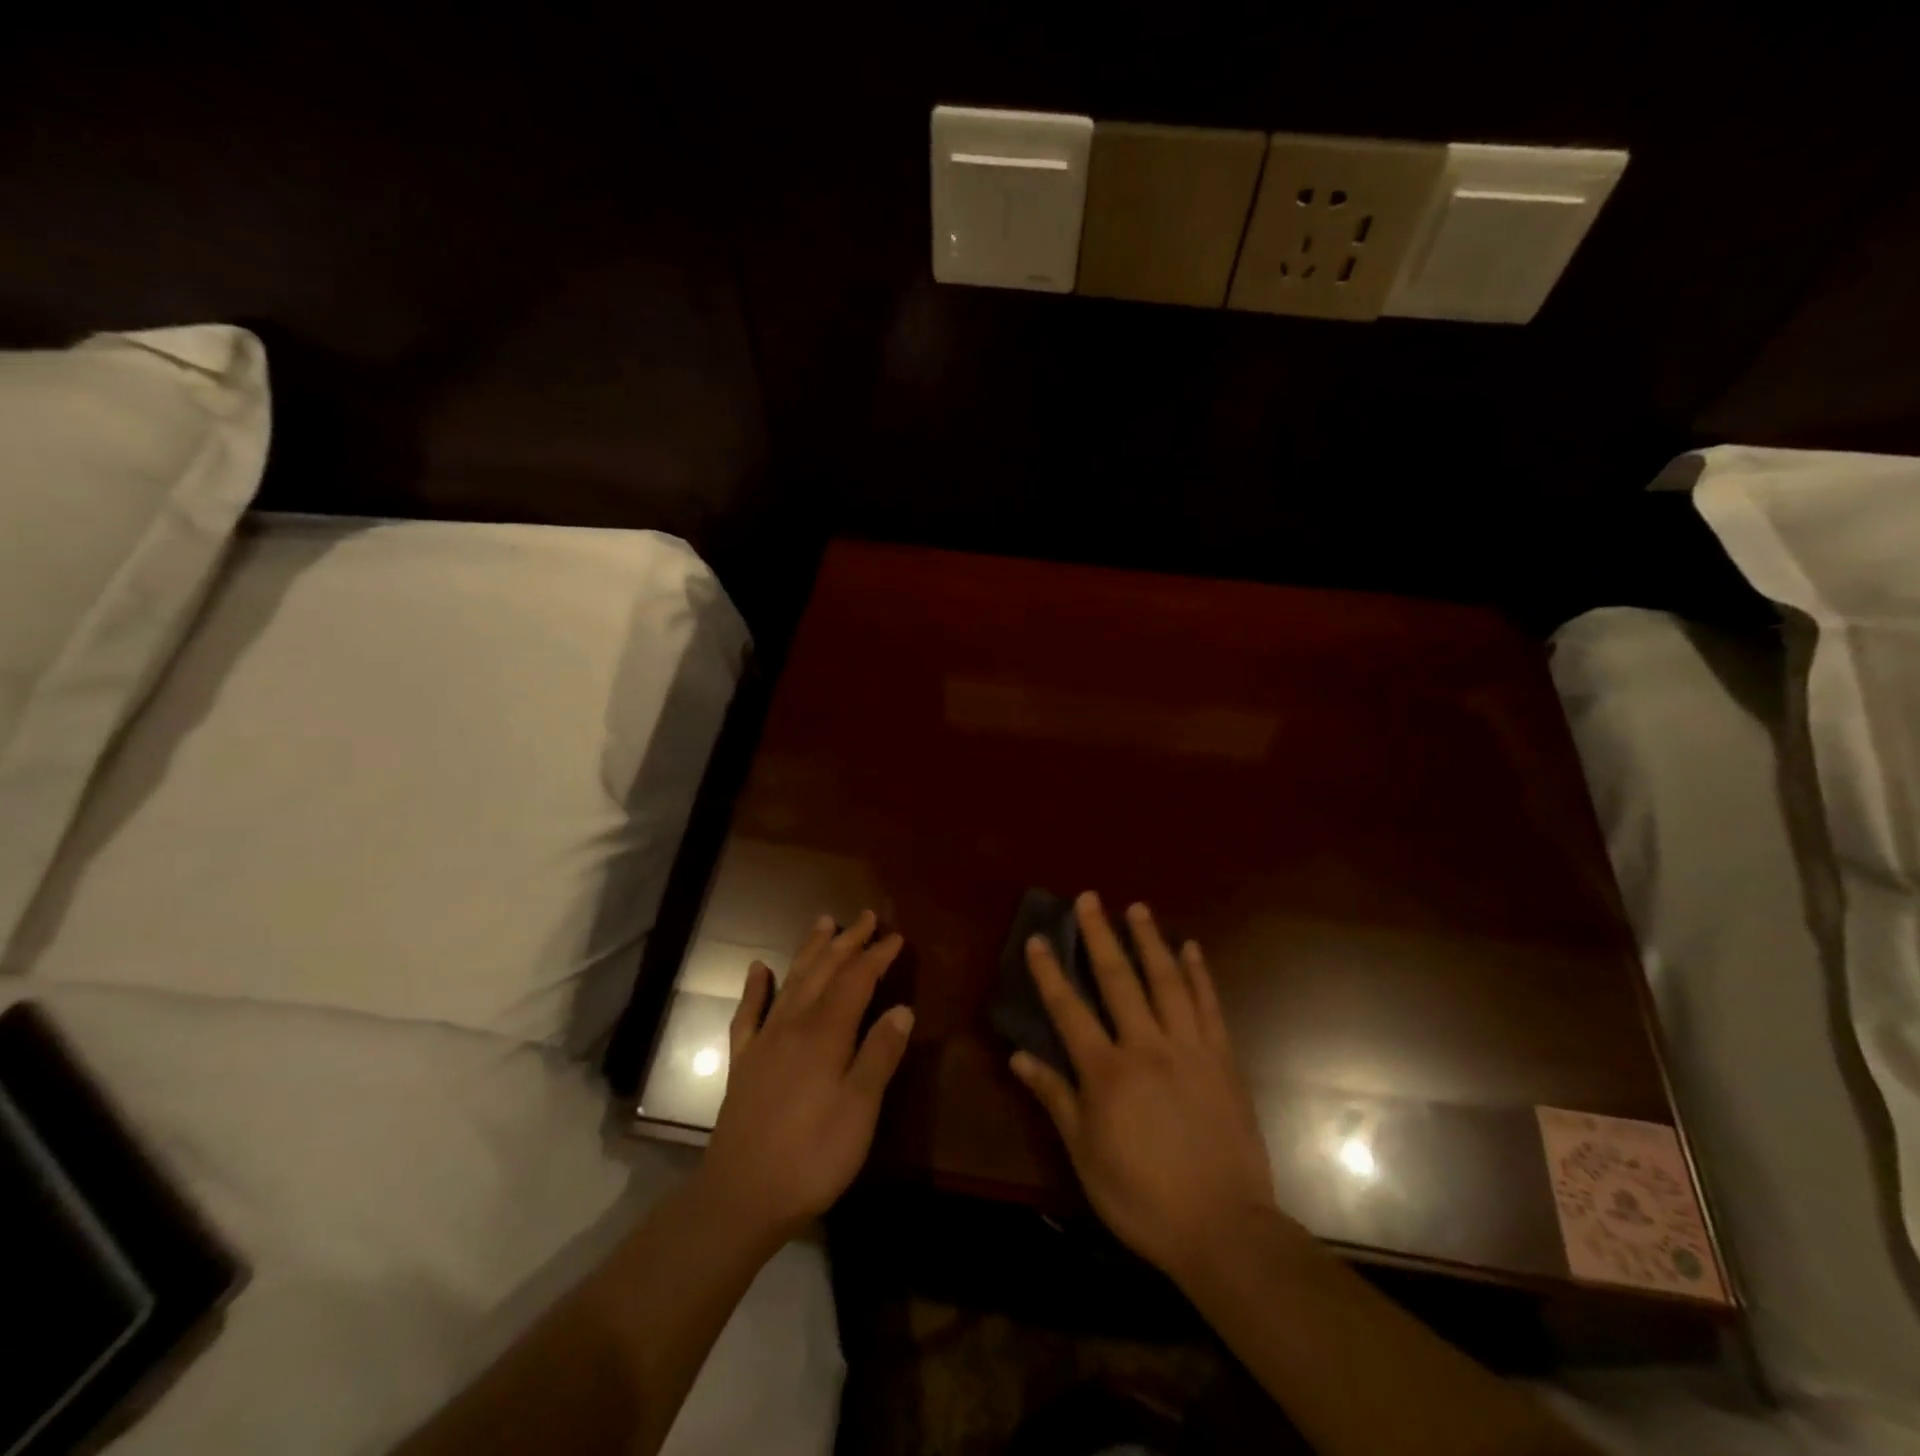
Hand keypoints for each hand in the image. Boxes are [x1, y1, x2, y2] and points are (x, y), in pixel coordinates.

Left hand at [699, 911, 912, 1243]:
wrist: (741, 1197)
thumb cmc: (812, 1156)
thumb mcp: (860, 1110)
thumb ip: (880, 1055)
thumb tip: (903, 1009)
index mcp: (826, 1033)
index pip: (857, 980)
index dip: (877, 956)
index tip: (896, 937)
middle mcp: (794, 1024)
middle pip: (824, 971)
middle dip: (848, 941)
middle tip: (867, 917)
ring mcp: (764, 1040)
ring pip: (791, 981)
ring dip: (810, 950)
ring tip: (824, 923)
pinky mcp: (743, 1062)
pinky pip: (748, 1013)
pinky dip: (755, 987)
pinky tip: (759, 969)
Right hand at [1011, 893, 1285, 1286]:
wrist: (1223, 1228)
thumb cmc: (1142, 1197)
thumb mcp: (1085, 1154)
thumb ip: (1055, 1098)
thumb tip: (1019, 1055)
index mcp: (1107, 1072)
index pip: (1069, 1010)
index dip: (1049, 972)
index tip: (1037, 938)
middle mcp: (1146, 1047)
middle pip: (1118, 980)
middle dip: (1100, 936)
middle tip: (1089, 898)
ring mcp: (1189, 1048)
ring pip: (1166, 981)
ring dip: (1149, 941)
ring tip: (1138, 908)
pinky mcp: (1223, 1059)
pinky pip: (1209, 1006)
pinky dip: (1199, 974)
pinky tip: (1191, 949)